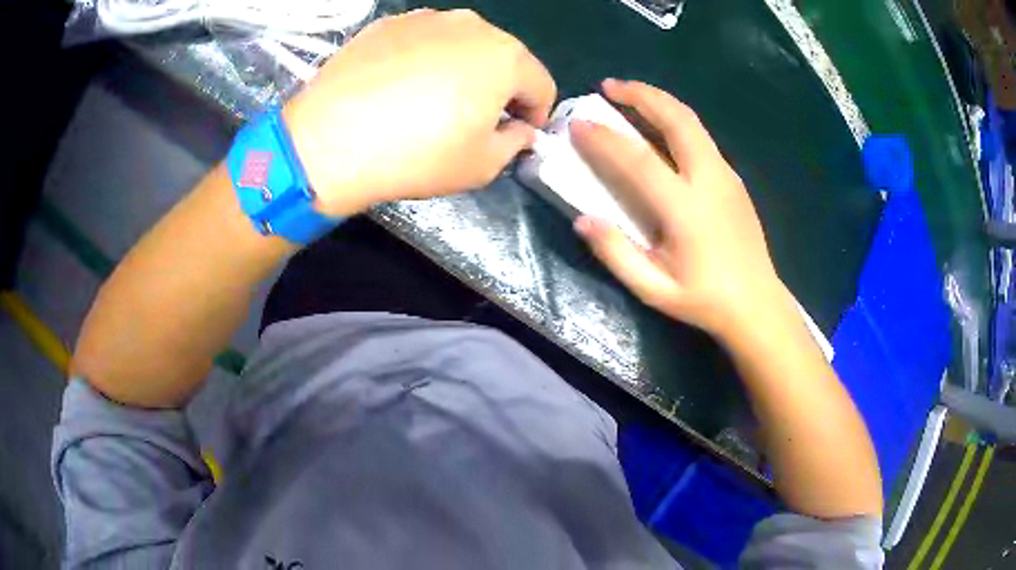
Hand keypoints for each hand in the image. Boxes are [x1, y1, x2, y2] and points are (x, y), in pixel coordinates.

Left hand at [283, 9, 556, 215]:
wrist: (328, 140)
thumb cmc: (416, 155)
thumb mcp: (482, 166)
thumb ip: (514, 142)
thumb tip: (516, 128)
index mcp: (506, 57)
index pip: (541, 85)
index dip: (535, 114)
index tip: (517, 135)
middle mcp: (472, 25)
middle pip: (502, 59)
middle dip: (498, 89)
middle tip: (474, 120)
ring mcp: (425, 18)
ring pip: (461, 46)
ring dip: (461, 71)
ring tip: (430, 104)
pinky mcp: (387, 24)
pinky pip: (421, 42)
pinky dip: (422, 62)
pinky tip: (398, 89)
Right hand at [572, 79, 790, 339]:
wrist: (758, 305)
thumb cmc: (705, 301)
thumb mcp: (655, 290)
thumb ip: (617, 254)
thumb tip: (583, 219)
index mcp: (687, 209)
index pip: (639, 160)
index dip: (605, 139)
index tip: (579, 123)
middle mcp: (710, 180)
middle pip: (677, 119)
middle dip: (642, 95)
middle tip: (609, 86)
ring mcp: (726, 176)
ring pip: (692, 122)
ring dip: (659, 102)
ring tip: (630, 96)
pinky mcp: (734, 179)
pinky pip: (701, 137)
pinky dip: (675, 121)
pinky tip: (659, 129)